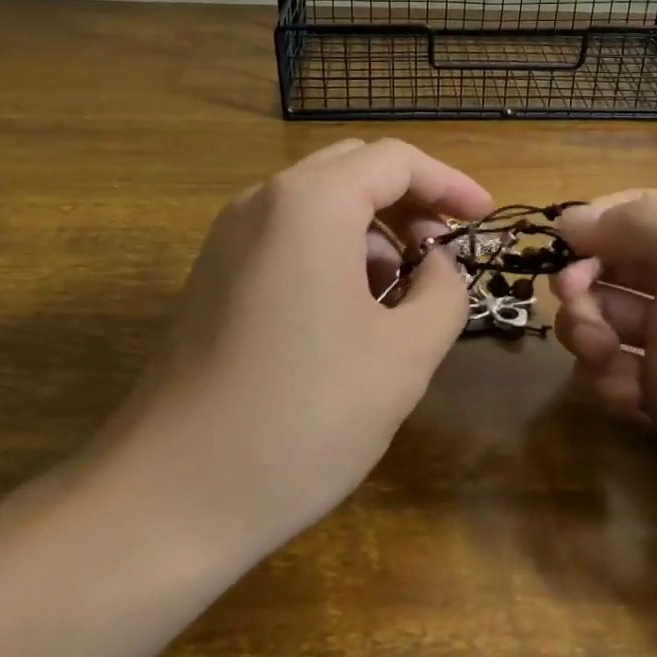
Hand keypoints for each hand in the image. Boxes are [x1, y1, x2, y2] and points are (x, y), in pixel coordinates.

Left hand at [91, 139, 490, 569]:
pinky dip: (333, 254)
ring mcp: (229, 239)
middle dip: (409, 202)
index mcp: (310, 203)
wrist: (171, 495)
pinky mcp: (213, 277)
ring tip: (403, 294)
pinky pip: (287, 239)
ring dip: (371, 232)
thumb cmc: (304, 416)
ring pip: (319, 205)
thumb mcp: (405, 354)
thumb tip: (438, 264)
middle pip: (353, 171)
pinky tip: (352, 314)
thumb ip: (443, 291)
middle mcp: (263, 202)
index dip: (450, 183)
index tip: (485, 219)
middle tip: (445, 250)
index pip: (395, 160)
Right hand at [551, 191, 656, 592]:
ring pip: (606, 319)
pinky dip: (605, 378)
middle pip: (610, 266)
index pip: (635, 213)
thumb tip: (568, 217)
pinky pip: (618, 376)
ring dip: (586, 329)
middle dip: (583, 282)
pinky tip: (624, 396)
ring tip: (602, 356)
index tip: (560, 251)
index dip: (593, 225)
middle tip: (583, 315)